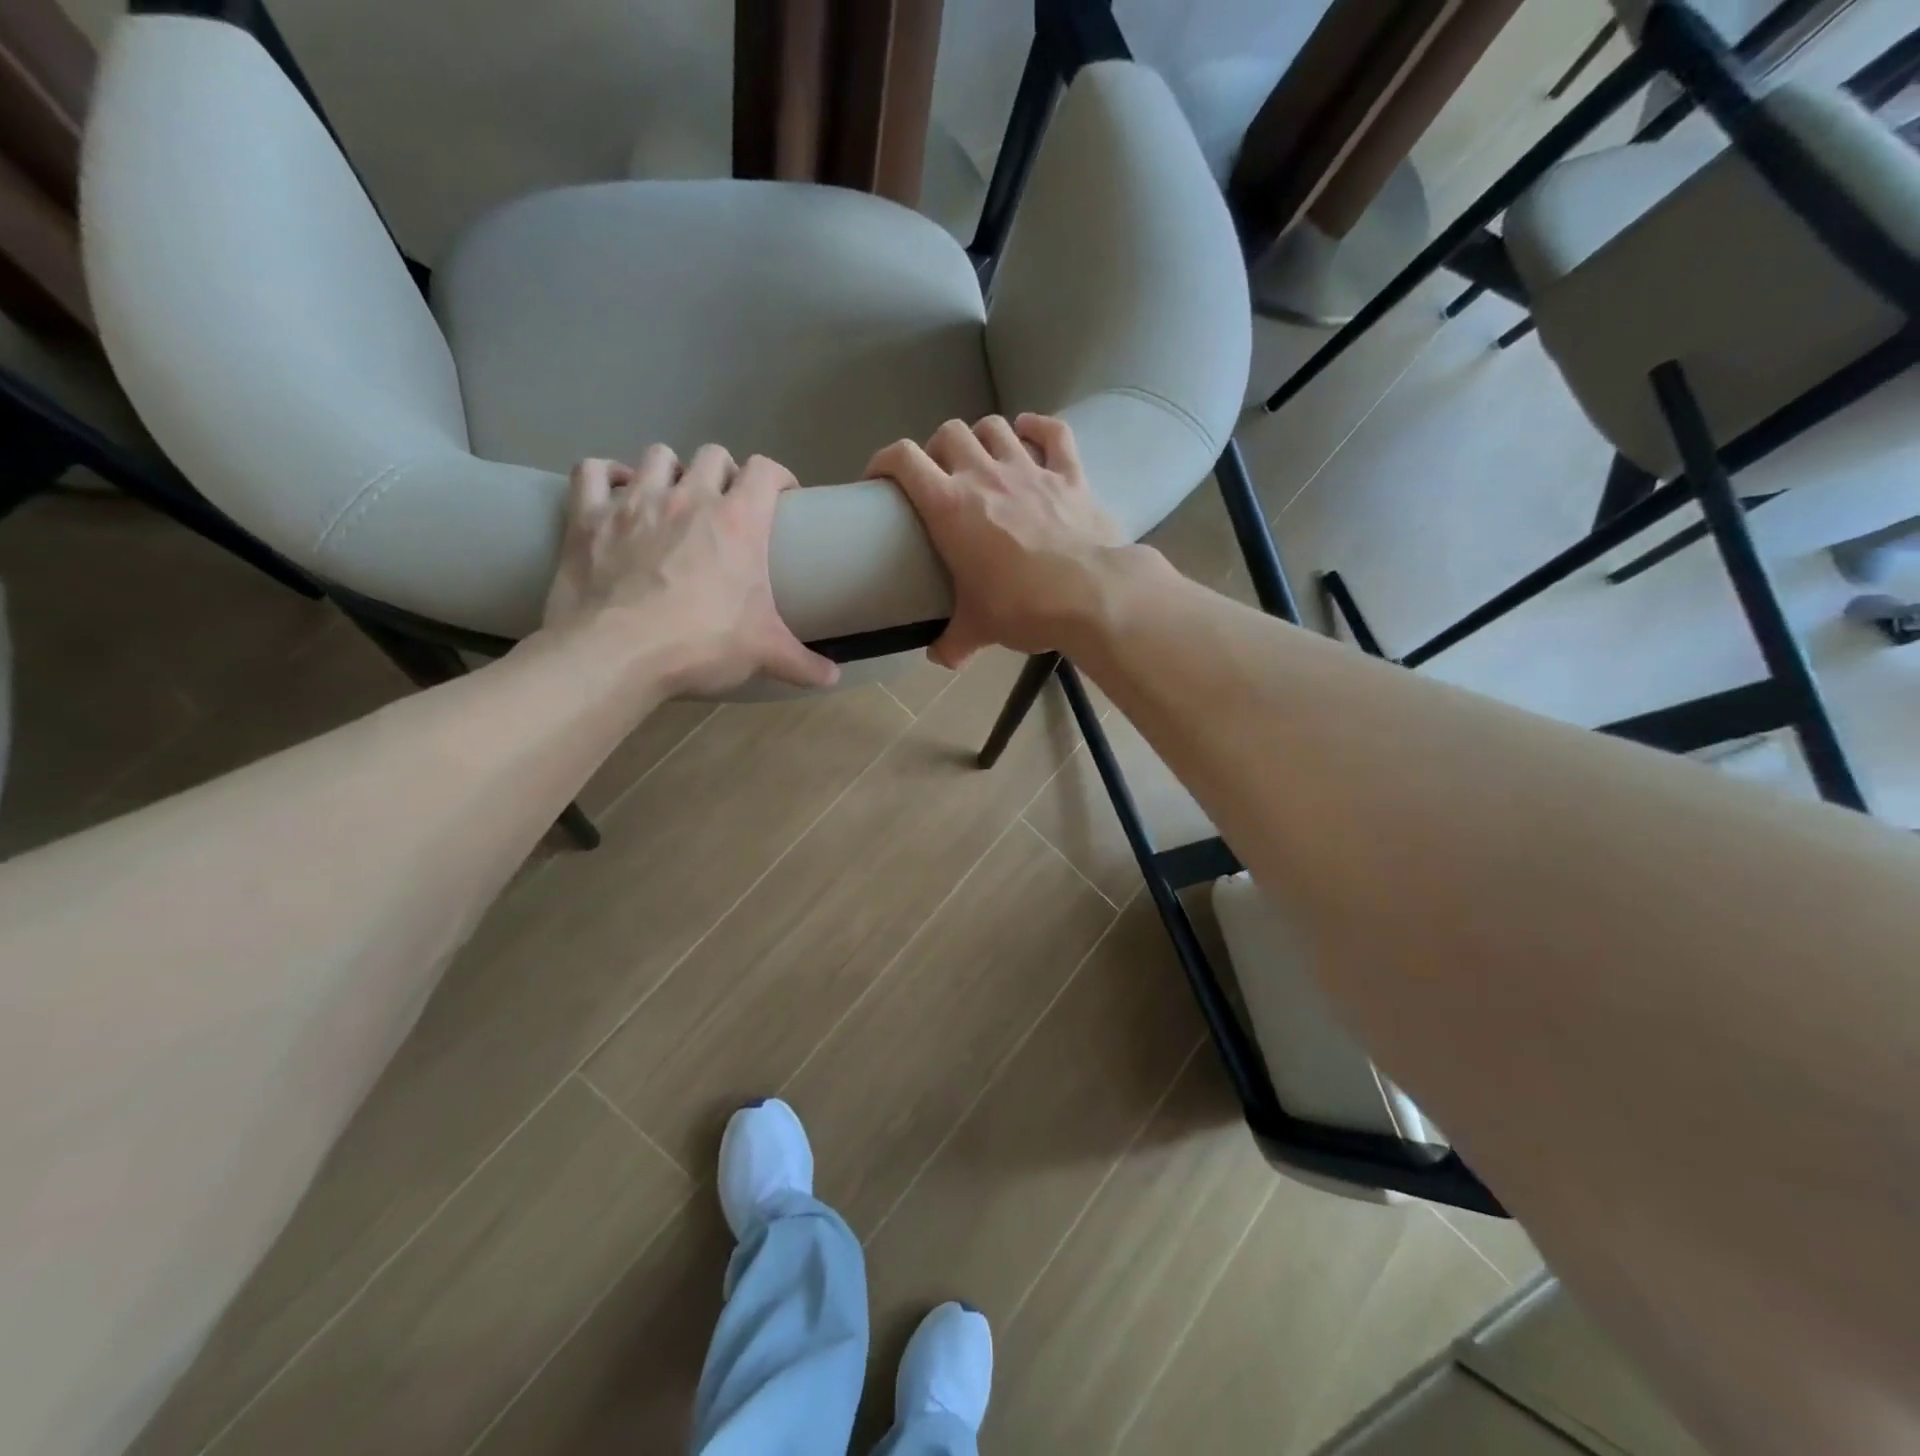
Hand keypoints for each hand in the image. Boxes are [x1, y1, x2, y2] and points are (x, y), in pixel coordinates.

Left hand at [543, 445, 837, 694]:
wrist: (618, 653)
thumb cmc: (702, 644)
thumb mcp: (765, 654)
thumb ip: (803, 663)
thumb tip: (834, 678)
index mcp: (738, 521)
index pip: (766, 470)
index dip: (778, 477)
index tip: (782, 496)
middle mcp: (689, 497)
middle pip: (713, 455)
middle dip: (724, 473)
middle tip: (726, 505)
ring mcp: (635, 501)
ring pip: (657, 455)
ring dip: (670, 471)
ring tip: (672, 499)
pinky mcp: (589, 516)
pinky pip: (592, 470)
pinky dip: (605, 475)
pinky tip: (615, 491)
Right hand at [867, 414, 1158, 668]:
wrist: (1092, 595)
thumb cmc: (1023, 607)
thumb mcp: (979, 629)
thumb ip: (953, 643)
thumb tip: (940, 659)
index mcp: (950, 506)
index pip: (904, 460)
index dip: (884, 460)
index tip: (879, 479)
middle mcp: (985, 475)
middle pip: (949, 433)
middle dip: (937, 450)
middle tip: (940, 479)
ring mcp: (1030, 470)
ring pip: (996, 426)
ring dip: (981, 436)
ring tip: (981, 457)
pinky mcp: (1070, 474)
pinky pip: (1054, 433)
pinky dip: (1039, 428)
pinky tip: (1030, 432)